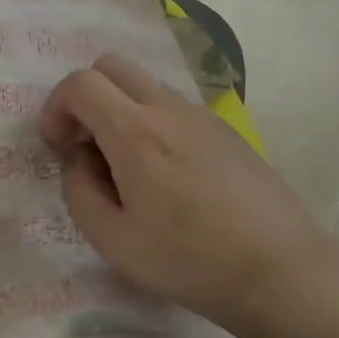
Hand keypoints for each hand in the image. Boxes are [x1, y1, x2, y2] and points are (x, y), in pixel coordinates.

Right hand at [40, 54, 333, 337]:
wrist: (282, 272)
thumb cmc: (189, 260)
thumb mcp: (112, 240)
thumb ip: (79, 191)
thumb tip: (79, 161)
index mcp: (134, 131)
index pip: (79, 83)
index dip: (56, 107)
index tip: (59, 146)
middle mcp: (167, 109)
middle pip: (111, 65)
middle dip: (85, 96)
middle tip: (86, 143)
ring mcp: (201, 115)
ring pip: (144, 84)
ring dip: (120, 108)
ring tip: (126, 164)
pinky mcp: (226, 130)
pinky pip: (173, 106)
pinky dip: (152, 121)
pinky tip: (167, 174)